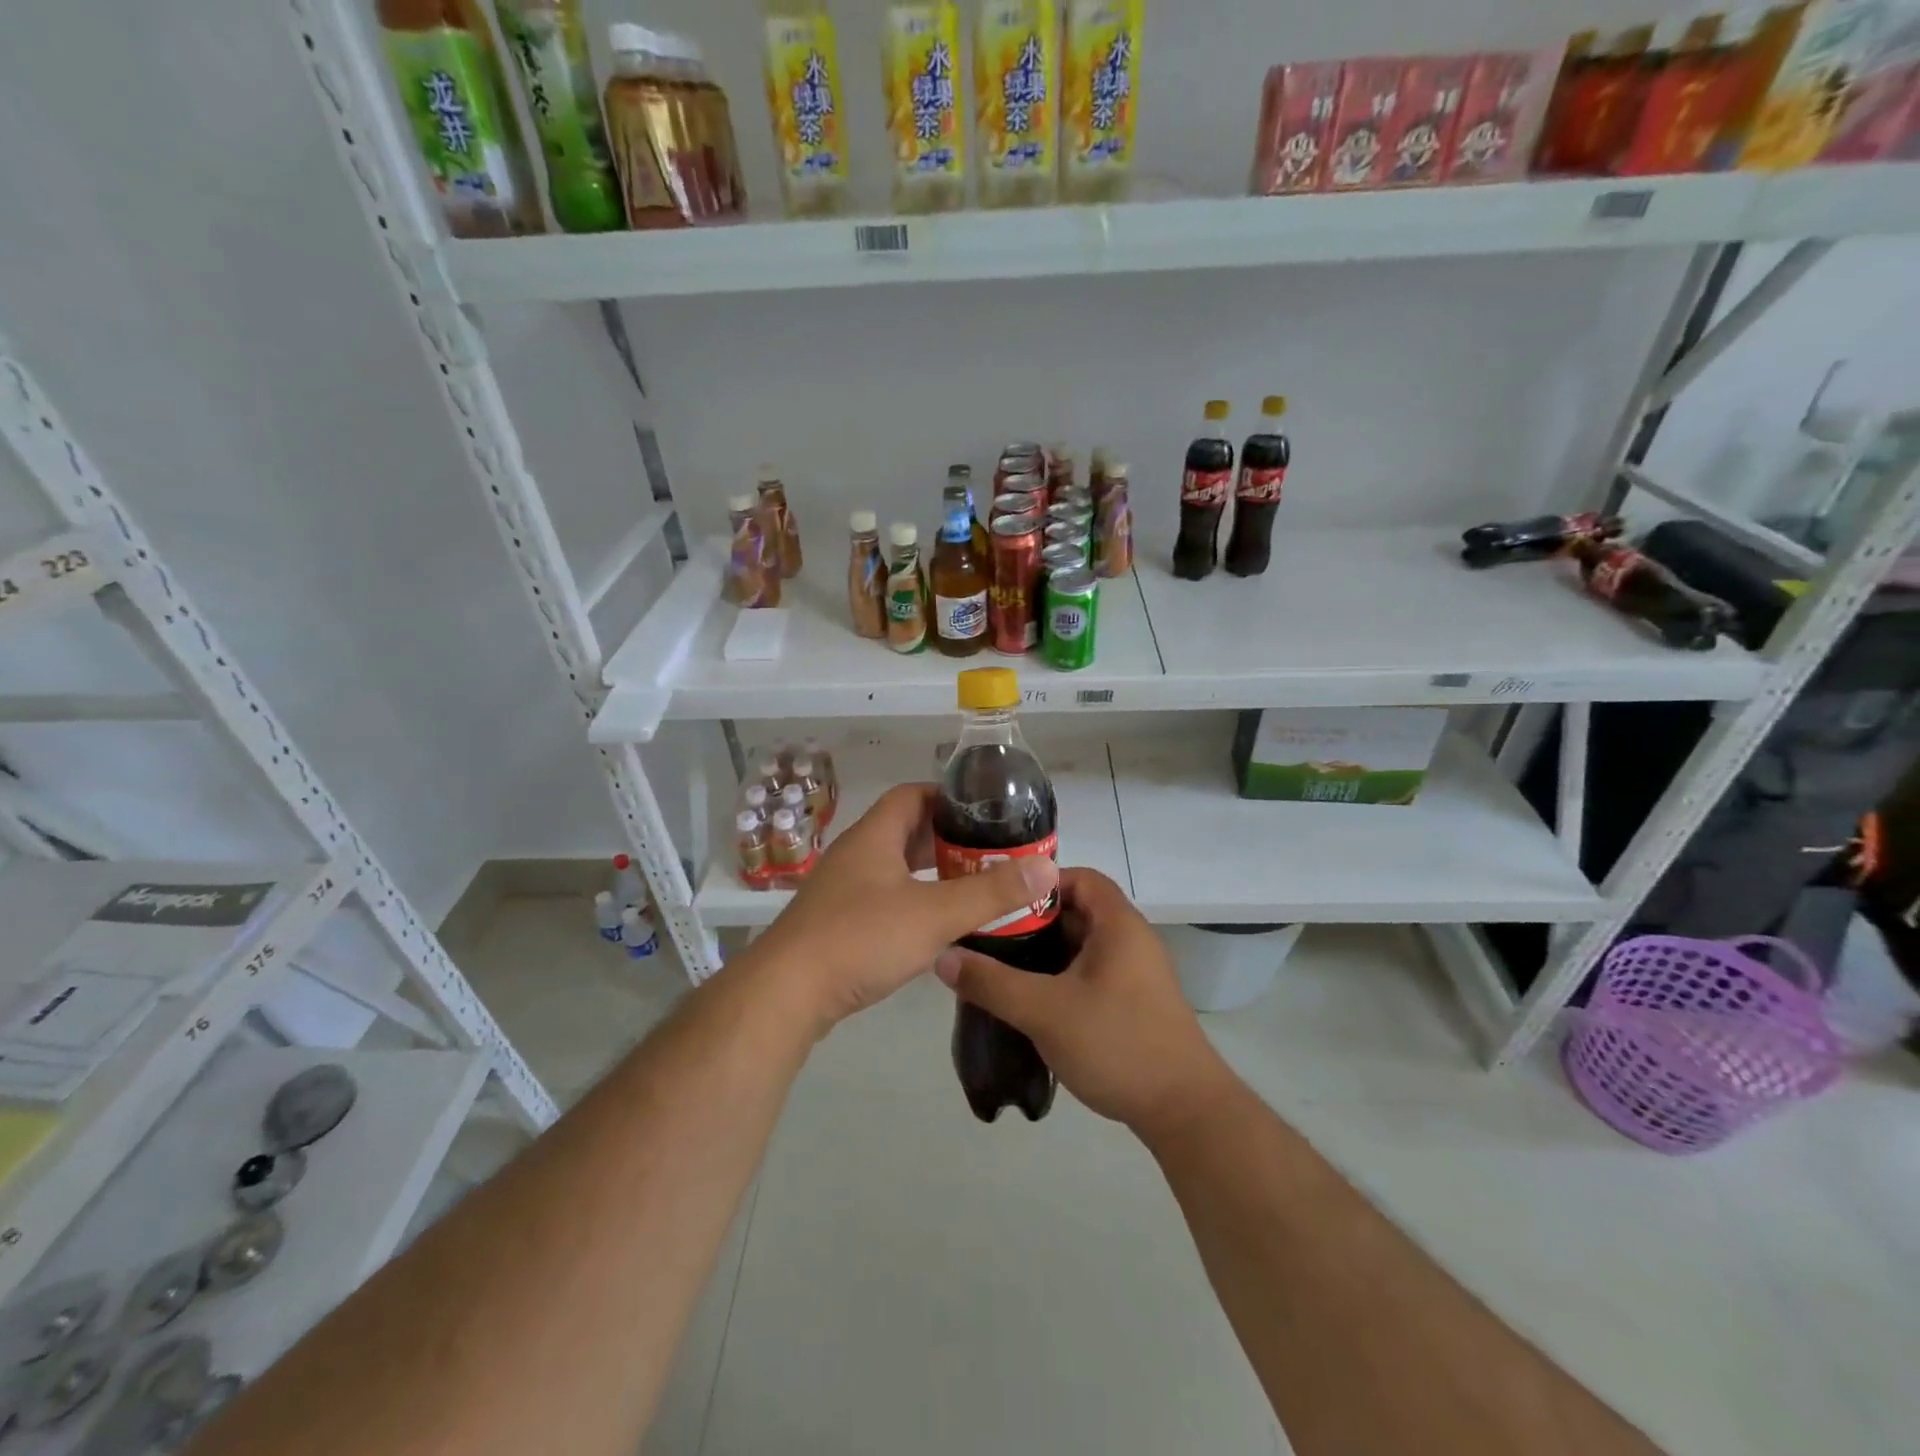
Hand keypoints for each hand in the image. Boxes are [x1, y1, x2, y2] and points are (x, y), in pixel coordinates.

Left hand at [750, 784, 1058, 1032]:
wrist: (787, 993)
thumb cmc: (861, 938)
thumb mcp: (935, 913)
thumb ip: (992, 892)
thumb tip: (1046, 867)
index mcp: (874, 836)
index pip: (913, 795)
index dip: (949, 797)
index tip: (986, 812)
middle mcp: (855, 854)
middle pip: (905, 830)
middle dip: (947, 839)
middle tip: (990, 853)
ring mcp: (841, 889)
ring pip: (894, 867)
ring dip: (930, 872)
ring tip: (971, 886)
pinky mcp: (835, 922)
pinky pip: (882, 897)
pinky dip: (912, 900)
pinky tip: (933, 924)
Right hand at [934, 868, 1237, 1140]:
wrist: (1185, 1111)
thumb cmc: (1117, 1044)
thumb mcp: (1045, 1011)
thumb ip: (992, 983)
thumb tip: (943, 957)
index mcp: (1118, 924)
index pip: (1078, 877)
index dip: (1039, 882)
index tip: (999, 901)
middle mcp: (1131, 939)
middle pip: (1076, 911)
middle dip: (1032, 922)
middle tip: (989, 937)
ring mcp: (1135, 973)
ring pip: (1081, 946)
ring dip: (1044, 954)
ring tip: (1000, 968)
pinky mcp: (1134, 1002)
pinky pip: (1091, 973)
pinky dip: (1061, 977)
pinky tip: (1031, 1001)